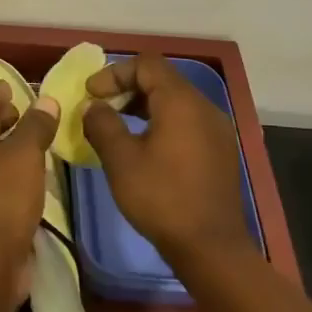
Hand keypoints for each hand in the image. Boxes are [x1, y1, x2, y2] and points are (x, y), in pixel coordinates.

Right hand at [82, 53, 251, 269]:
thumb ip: (102, 124)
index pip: (146, 64)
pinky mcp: (220, 151)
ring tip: (117, 127)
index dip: (114, 72)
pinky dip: (161, 122)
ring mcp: (217, 129)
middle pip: (162, 79)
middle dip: (127, 88)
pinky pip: (187, 121)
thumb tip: (93, 106)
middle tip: (100, 108)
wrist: (211, 247)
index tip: (91, 94)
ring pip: (175, 101)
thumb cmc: (162, 198)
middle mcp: (204, 107)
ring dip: (143, 106)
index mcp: (181, 102)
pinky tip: (144, 147)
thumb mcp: (121, 160)